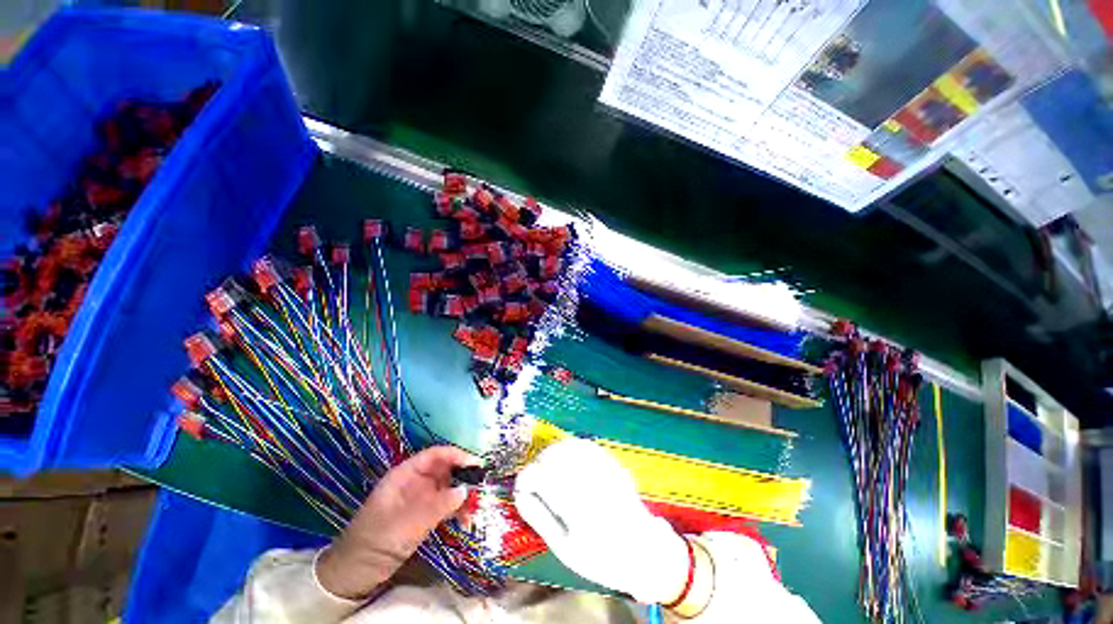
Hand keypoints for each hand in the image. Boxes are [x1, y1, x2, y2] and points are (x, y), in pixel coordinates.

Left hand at [316, 446, 477, 599]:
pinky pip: (445, 506)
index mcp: (405, 475)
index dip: (456, 455)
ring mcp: (419, 499)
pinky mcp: (423, 515)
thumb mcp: (405, 523)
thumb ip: (436, 506)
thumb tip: (465, 490)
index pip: (435, 455)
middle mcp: (415, 482)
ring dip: (462, 496)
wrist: (354, 574)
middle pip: (444, 469)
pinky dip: (456, 511)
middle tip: (480, 490)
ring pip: (448, 488)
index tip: (476, 464)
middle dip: (463, 477)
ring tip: (473, 510)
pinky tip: (465, 521)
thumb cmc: (375, 541)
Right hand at [514, 438, 690, 604]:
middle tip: (534, 479)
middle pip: (554, 455)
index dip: (524, 478)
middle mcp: (589, 482)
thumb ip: (540, 518)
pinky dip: (569, 447)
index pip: (541, 477)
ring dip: (552, 452)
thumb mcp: (565, 549)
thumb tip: (520, 494)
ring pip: (569, 445)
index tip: (521, 487)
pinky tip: (565, 457)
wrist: (645, 553)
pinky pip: (586, 445)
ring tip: (547, 468)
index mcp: (576, 508)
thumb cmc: (602, 559)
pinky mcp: (612, 463)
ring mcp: (603, 469)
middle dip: (537, 463)